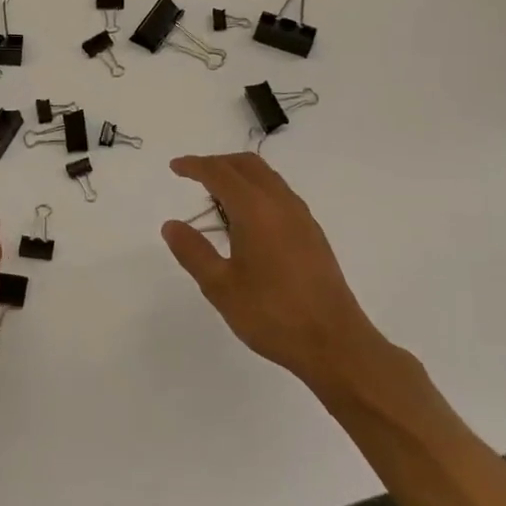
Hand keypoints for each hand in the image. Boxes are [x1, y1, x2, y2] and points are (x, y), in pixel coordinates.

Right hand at [160, 152, 386, 389]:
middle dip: (217, 163)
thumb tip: (171, 225)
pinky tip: (247, 220)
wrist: (334, 342)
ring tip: (216, 199)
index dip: (195, 166)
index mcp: (256, 210)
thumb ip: (193, 252)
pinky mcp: (312, 233)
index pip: (220, 173)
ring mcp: (301, 217)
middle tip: (193, 176)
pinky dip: (257, 191)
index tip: (175, 167)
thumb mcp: (220, 287)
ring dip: (239, 176)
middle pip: (247, 165)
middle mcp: (281, 203)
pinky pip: (280, 194)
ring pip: (267, 177)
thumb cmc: (271, 314)